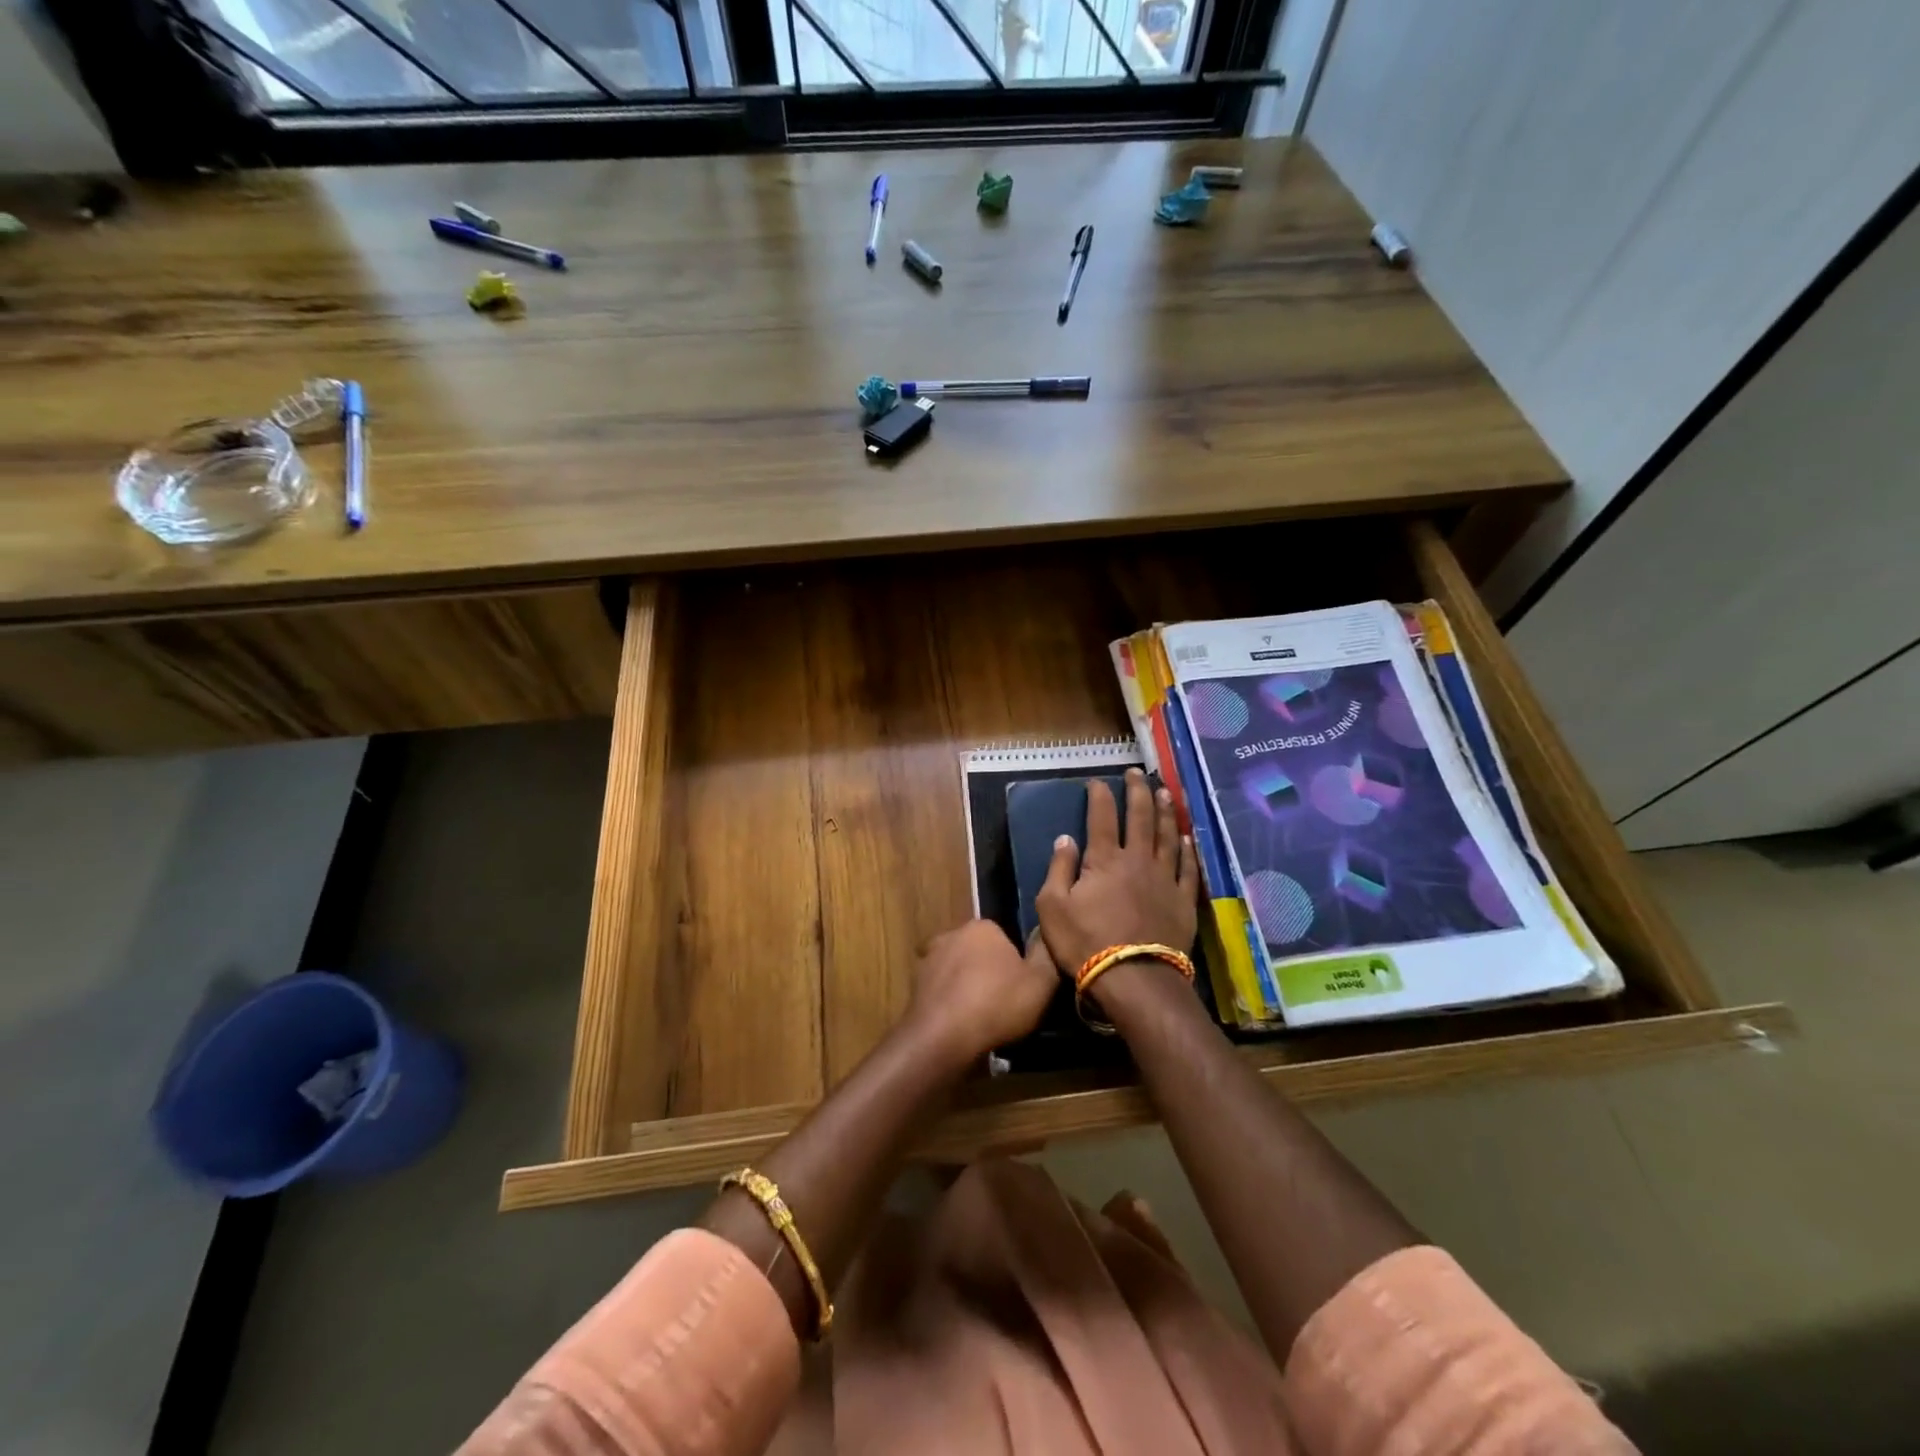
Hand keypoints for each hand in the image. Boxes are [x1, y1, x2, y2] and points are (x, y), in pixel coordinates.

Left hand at [904, 919, 1057, 1067]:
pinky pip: (941, 992)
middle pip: (979, 952)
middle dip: (989, 972)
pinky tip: (961, 1026)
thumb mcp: (1041, 981)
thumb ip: (1046, 954)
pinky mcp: (915, 986)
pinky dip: (951, 1004)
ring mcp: (929, 959)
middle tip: (1005, 1003)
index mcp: (982, 927)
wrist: (943, 1037)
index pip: (1005, 937)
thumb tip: (1045, 935)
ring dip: (967, 988)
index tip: (1023, 986)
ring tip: (983, 1019)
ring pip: (958, 971)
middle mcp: (952, 934)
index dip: (1016, 962)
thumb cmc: (997, 1003)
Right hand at [1036, 768, 1199, 979]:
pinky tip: (1188, 838)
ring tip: (1166, 793)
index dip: (1100, 796)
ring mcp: (1165, 879)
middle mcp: (1137, 860)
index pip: (1102, 817)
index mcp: (1104, 859)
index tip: (1098, 782)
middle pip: (1140, 817)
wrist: (1133, 978)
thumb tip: (1065, 838)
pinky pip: (1188, 868)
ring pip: (1168, 836)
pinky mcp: (1183, 900)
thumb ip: (1058, 869)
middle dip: (1138, 792)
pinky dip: (1188, 850)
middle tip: (1138, 773)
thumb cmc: (1084, 942)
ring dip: (1167, 812)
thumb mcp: (1052, 906)